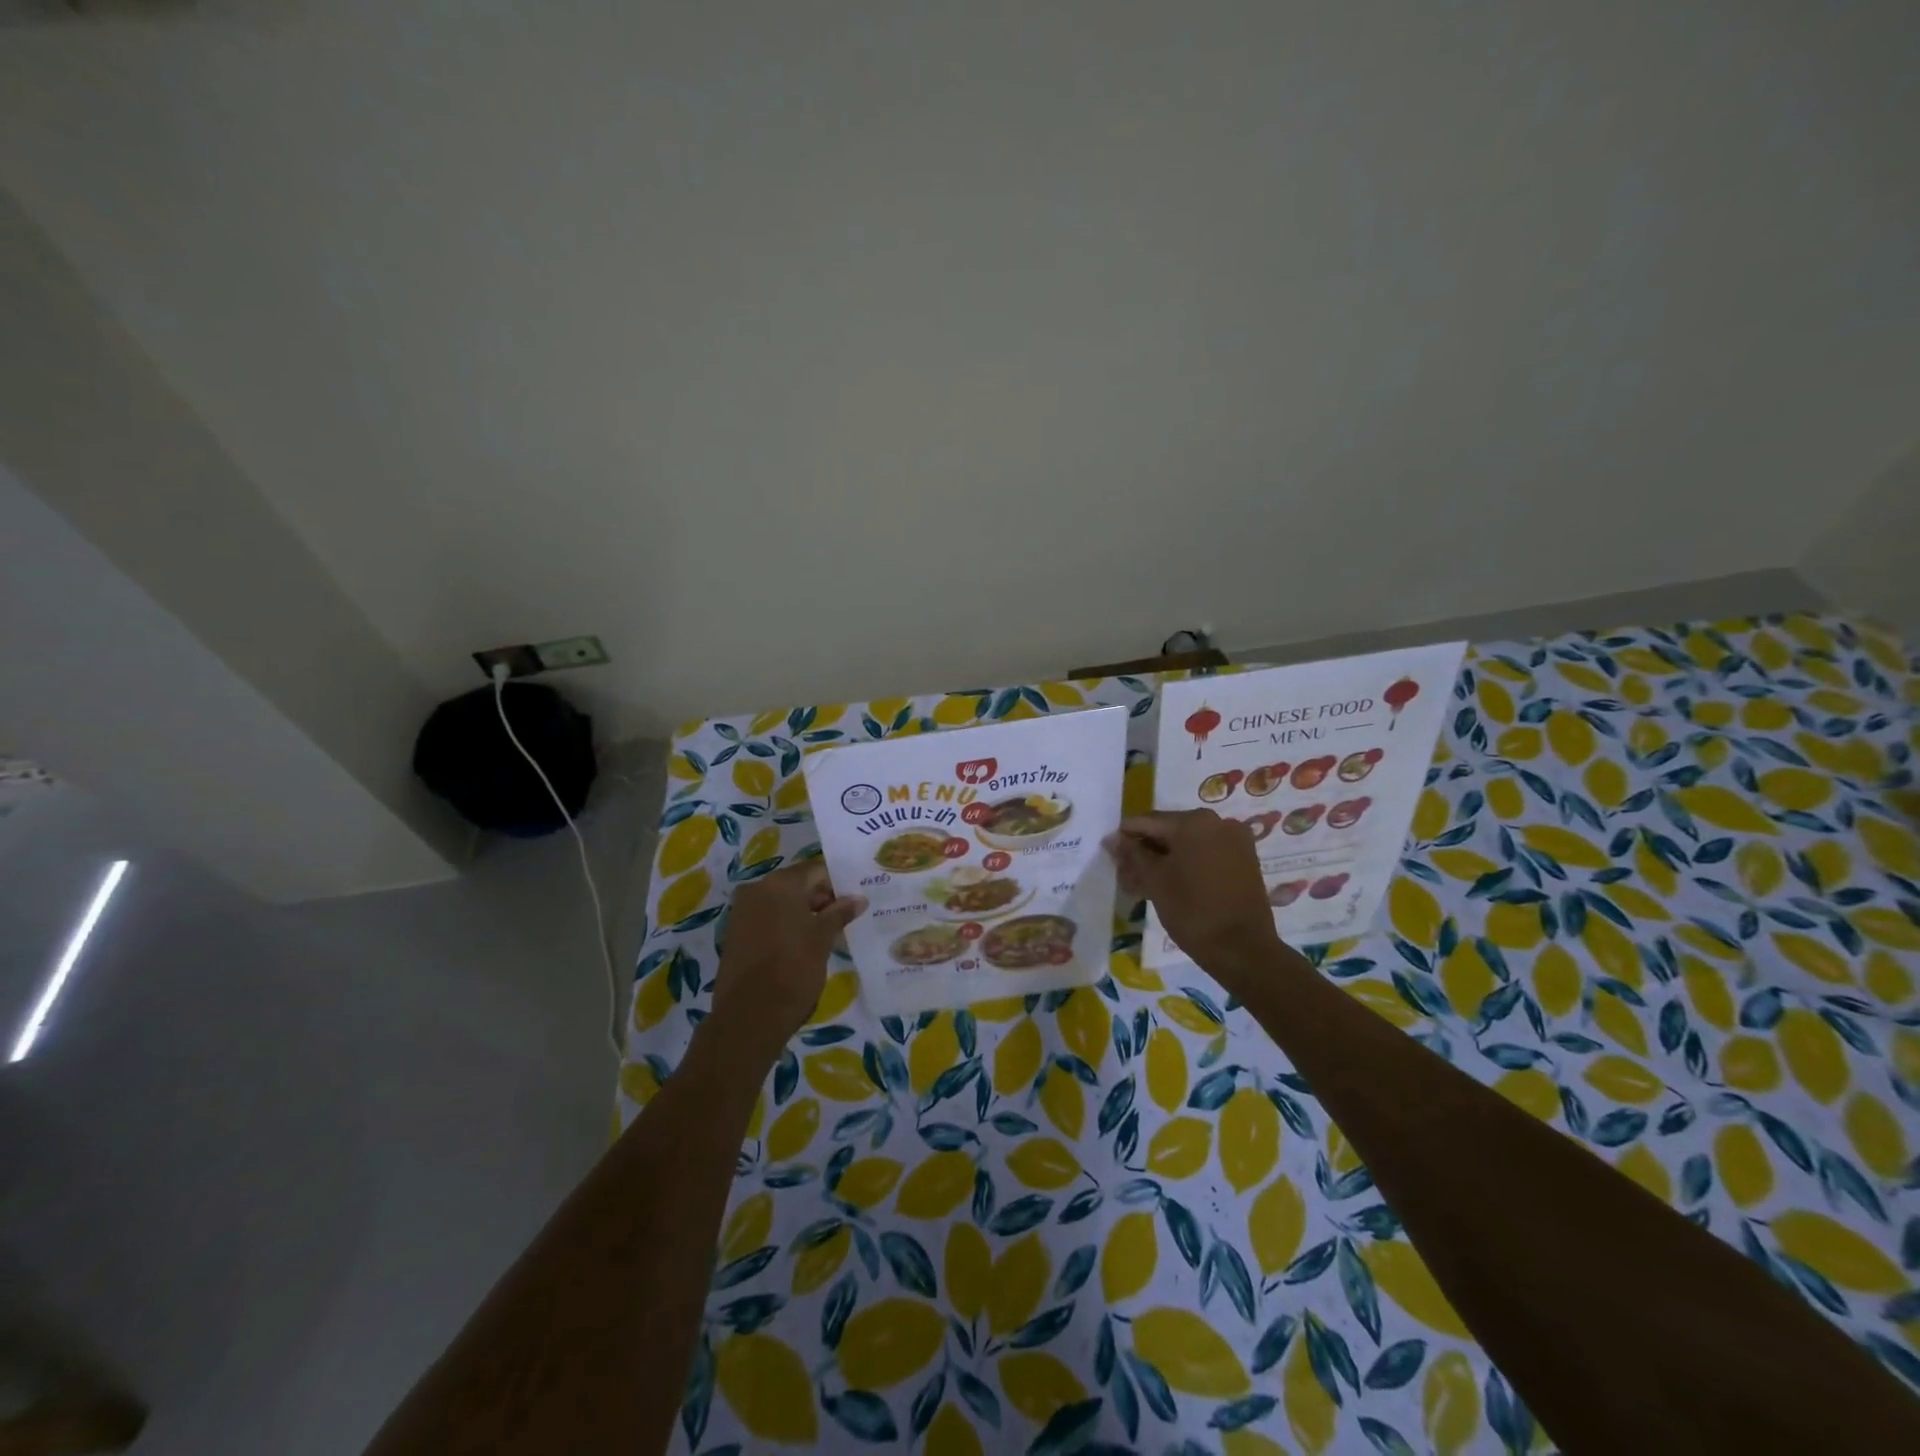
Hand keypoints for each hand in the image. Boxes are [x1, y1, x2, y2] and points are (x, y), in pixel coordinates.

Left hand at [706, 859, 865, 1066]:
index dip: (837, 885)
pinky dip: (785, 926)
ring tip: (827, 935)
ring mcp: (742, 911)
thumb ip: (840, 913)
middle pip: (797, 884)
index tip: (854, 902)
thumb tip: (858, 899)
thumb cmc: (793, 969)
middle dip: (820, 899)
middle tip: (844, 919)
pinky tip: (803, 945)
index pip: (816, 871)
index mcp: (780, 883)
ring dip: (803, 914)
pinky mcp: (735, 933)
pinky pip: (767, 918)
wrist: (749, 1016)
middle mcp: (757, 889)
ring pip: (781, 902)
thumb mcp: (822, 939)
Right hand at [1105, 810, 1279, 979]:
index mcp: (1194, 821)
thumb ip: (1132, 854)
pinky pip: (1205, 855)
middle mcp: (1217, 822)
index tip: (1109, 853)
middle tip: (1124, 875)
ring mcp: (1234, 841)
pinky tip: (1168, 885)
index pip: (1148, 821)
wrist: (1243, 949)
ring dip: (1163, 860)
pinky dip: (1185, 865)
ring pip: (1187, 845)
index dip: (1125, 837)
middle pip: (1169, 831)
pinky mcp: (1244, 861)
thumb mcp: (1154, 880)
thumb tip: (1113, 839)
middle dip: (1144, 852)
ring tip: (1142, 885)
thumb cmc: (1192, 910)